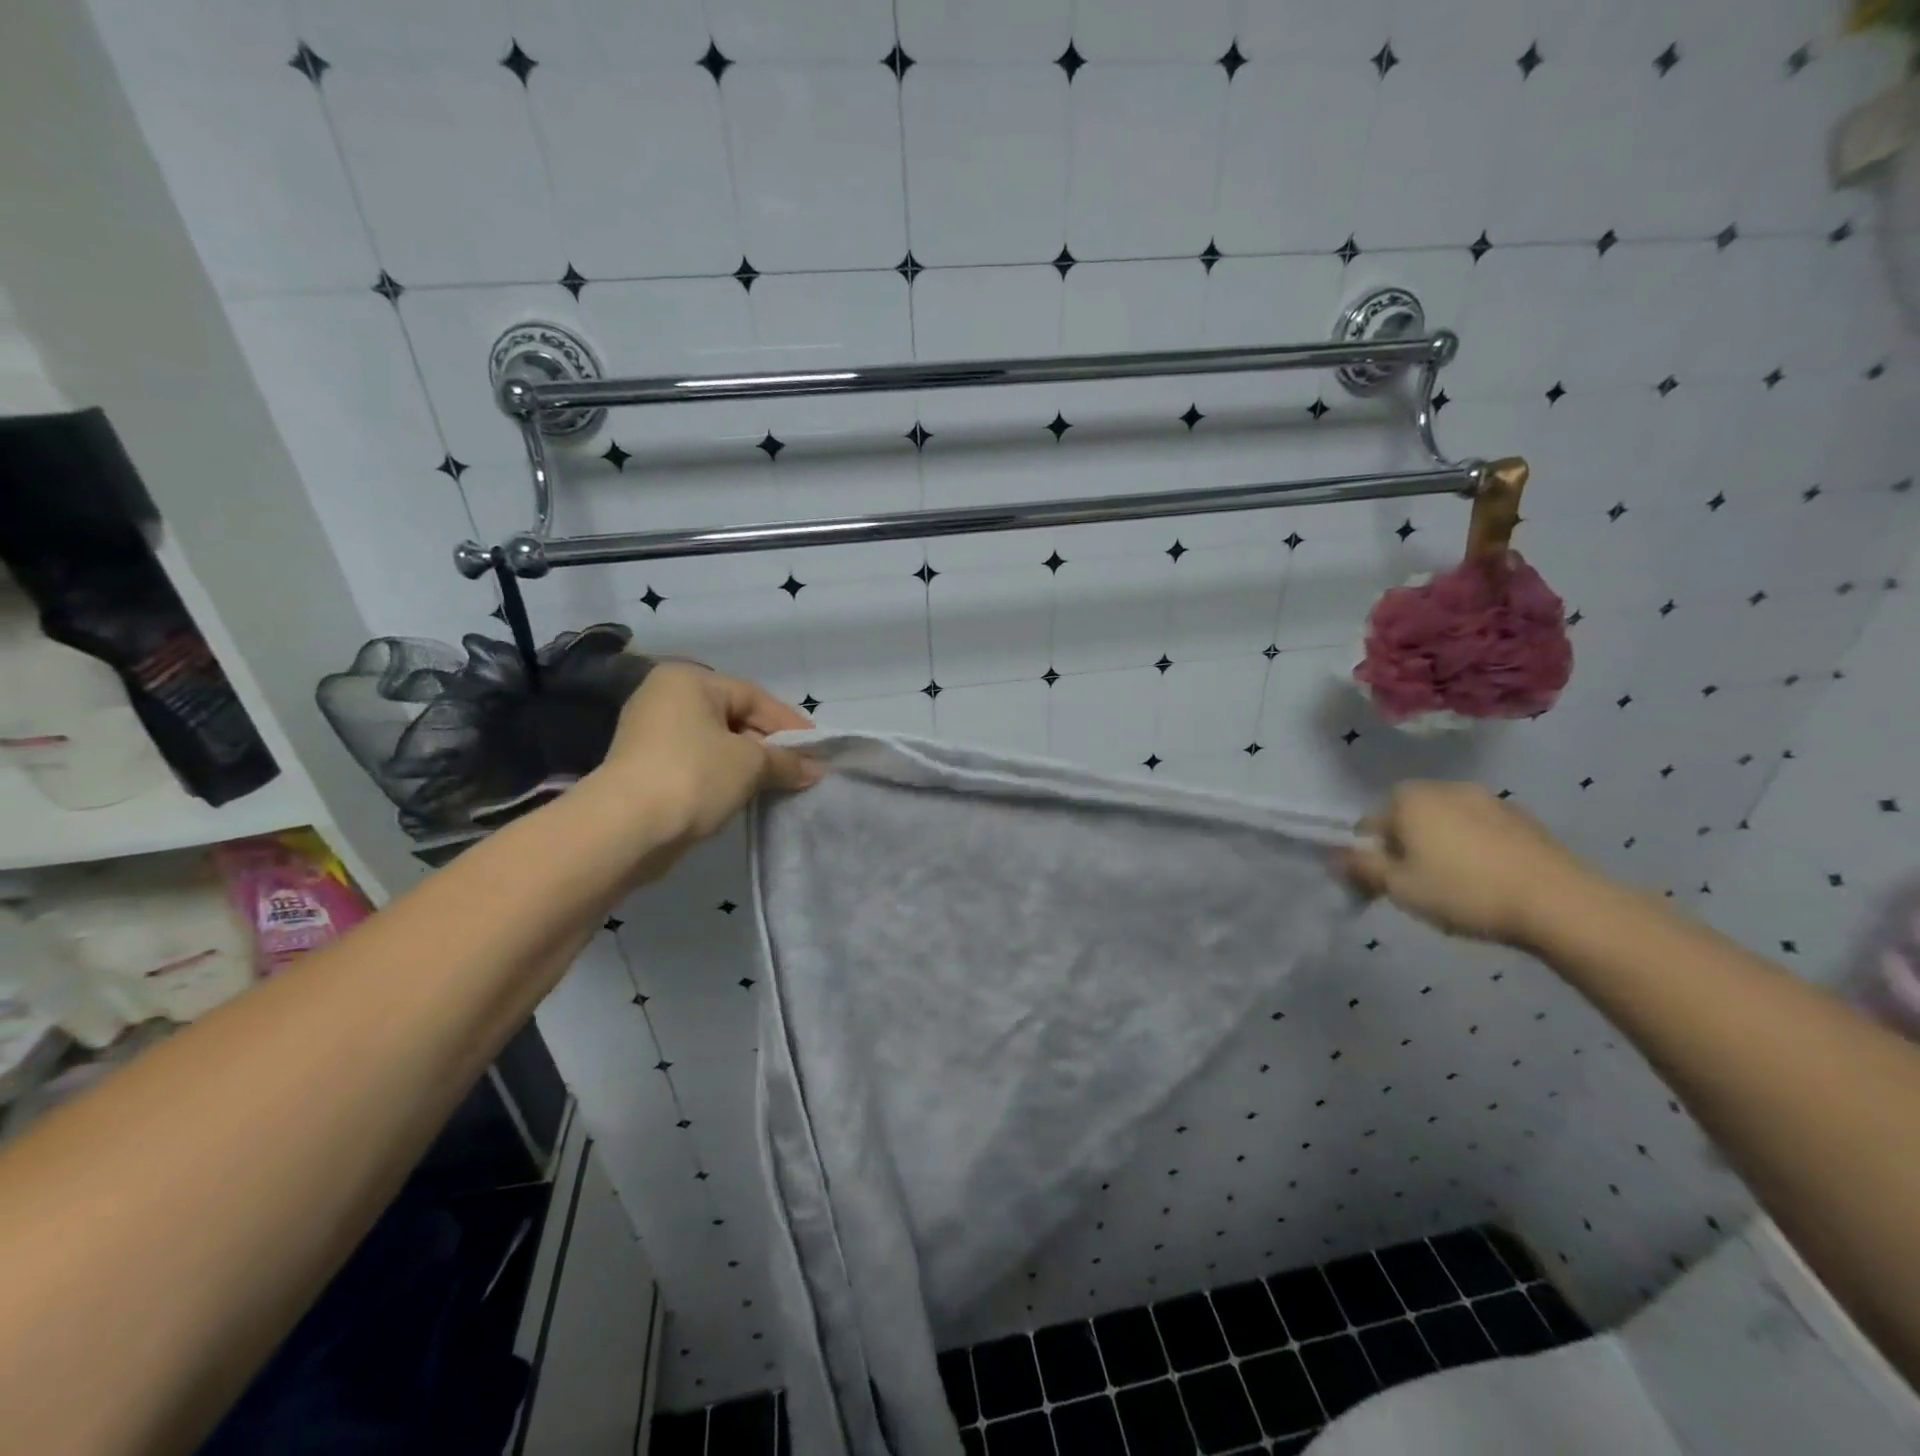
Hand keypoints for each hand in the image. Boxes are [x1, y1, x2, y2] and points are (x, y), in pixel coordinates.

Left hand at [591, 663, 819, 852]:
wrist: (626, 828)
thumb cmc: (694, 776)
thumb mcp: (750, 764)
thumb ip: (786, 761)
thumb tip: (815, 769)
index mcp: (689, 681)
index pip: (753, 696)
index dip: (790, 724)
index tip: (817, 750)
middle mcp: (666, 698)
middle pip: (734, 717)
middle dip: (770, 746)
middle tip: (801, 769)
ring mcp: (651, 733)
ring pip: (717, 743)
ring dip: (749, 764)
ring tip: (780, 784)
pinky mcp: (646, 767)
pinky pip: (698, 763)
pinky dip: (724, 776)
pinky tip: (746, 795)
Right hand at [1338, 781, 1597, 947]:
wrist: (1559, 902)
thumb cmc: (1463, 891)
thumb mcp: (1399, 887)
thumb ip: (1361, 868)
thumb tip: (1335, 857)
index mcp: (1408, 798)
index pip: (1370, 825)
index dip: (1371, 857)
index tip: (1384, 886)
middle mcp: (1444, 787)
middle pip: (1407, 819)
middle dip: (1406, 848)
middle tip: (1417, 887)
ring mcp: (1488, 799)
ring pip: (1445, 824)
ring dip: (1441, 847)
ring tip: (1455, 887)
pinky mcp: (1522, 818)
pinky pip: (1480, 831)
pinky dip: (1475, 849)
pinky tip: (1488, 881)